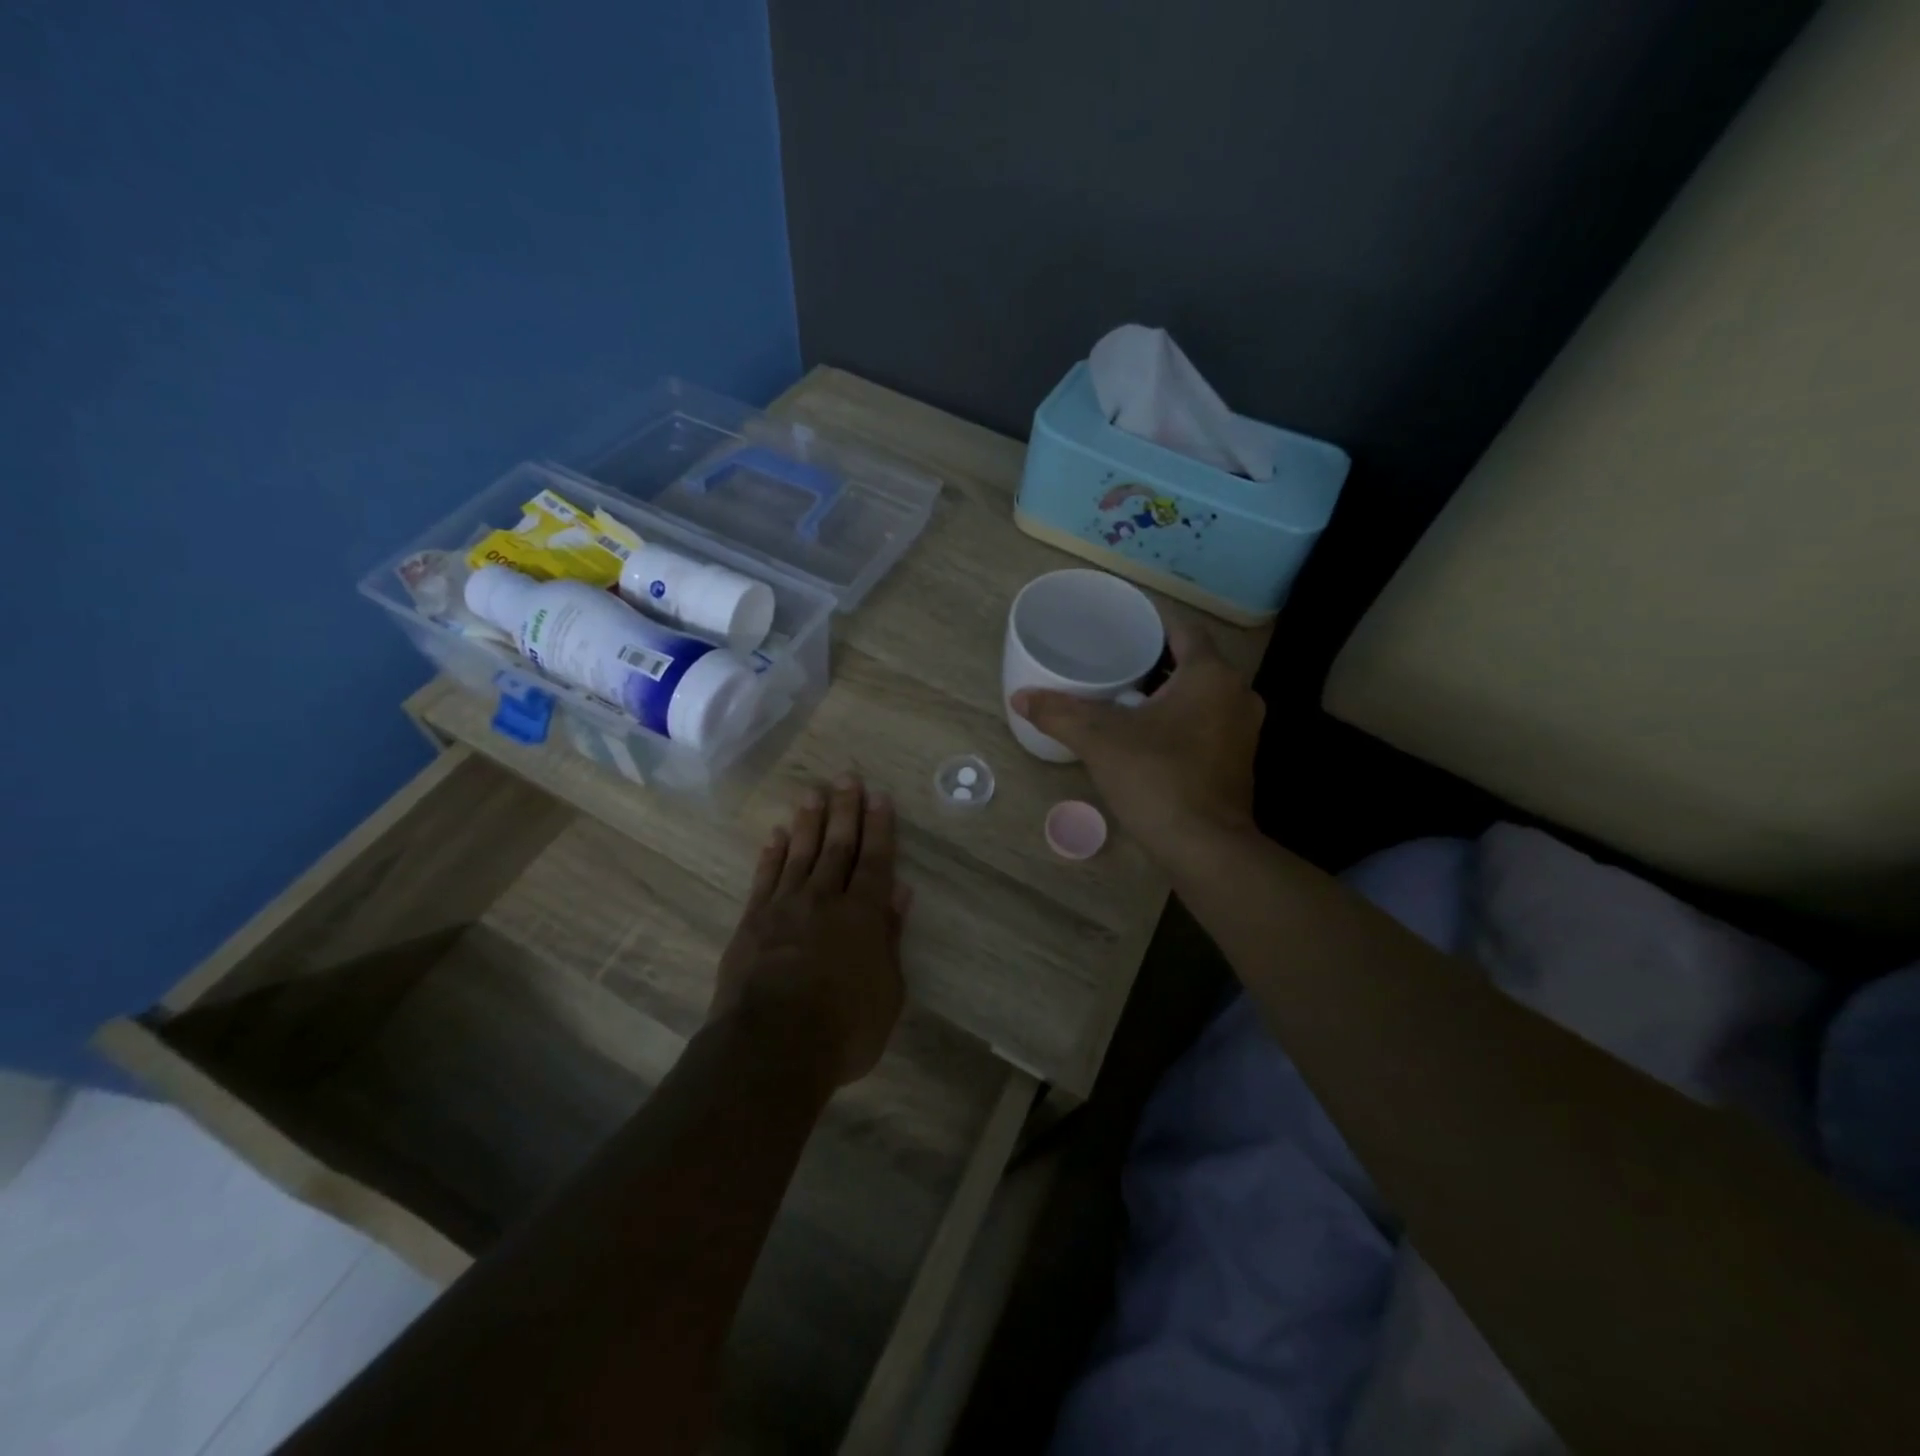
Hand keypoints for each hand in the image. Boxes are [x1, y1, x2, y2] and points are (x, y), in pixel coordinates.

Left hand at [710, 774, 908, 1088]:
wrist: (770, 1048)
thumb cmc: (844, 1028)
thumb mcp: (887, 991)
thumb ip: (890, 937)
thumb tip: (899, 892)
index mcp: (862, 915)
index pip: (875, 860)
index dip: (879, 827)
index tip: (879, 797)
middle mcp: (824, 900)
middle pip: (837, 846)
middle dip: (845, 810)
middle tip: (847, 777)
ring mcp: (784, 907)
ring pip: (800, 853)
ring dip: (808, 822)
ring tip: (813, 793)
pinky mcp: (752, 922)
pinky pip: (765, 878)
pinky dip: (772, 854)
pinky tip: (776, 835)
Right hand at [1012, 617, 1262, 864]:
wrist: (1205, 847)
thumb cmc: (1157, 779)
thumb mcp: (1100, 741)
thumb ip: (1060, 714)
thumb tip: (1019, 697)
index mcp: (1210, 675)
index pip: (1184, 629)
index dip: (1152, 624)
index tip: (1120, 629)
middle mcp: (1237, 694)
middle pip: (1194, 661)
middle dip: (1156, 659)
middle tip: (1115, 661)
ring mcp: (1244, 729)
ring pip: (1204, 693)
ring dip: (1171, 691)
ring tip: (1127, 695)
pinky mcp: (1239, 760)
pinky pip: (1209, 722)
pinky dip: (1183, 718)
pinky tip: (1151, 733)